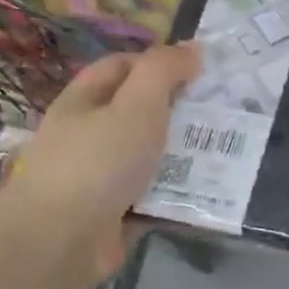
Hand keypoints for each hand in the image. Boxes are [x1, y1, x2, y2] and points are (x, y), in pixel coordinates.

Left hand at [7, 43, 201, 282]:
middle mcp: (88, 135)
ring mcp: (100, 177)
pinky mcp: (114, 213)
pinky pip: (153, 195)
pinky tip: (208, 191)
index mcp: (84, 101)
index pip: (121, 67)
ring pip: (150, 156)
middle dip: (179, 111)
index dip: (158, 63)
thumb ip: (164, 71)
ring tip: (226, 151)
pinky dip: (177, 193)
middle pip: (138, 113)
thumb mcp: (137, 104)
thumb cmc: (99, 161)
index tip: (199, 71)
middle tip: (222, 112)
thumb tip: (193, 48)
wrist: (62, 240)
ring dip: (183, 155)